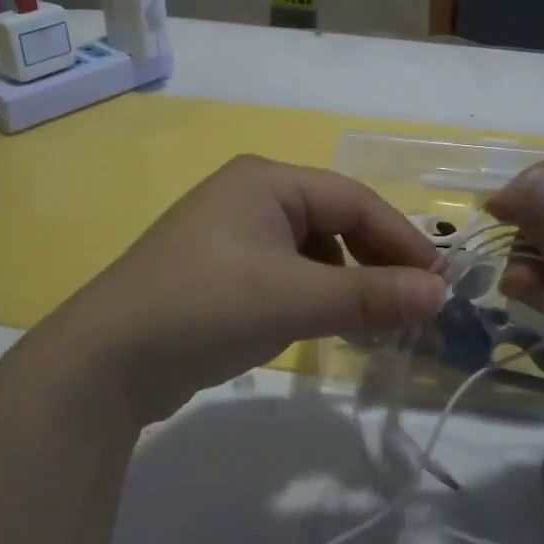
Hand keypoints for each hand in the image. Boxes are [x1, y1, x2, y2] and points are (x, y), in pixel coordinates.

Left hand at [48, 156, 446, 426]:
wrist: (103, 363)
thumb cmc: (207, 307)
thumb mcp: (296, 299)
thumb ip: (371, 295)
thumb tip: (440, 293)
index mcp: (267, 180)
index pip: (354, 200)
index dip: (401, 239)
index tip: (439, 282)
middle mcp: (249, 195)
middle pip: (333, 220)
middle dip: (375, 260)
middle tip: (413, 303)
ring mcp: (228, 233)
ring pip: (309, 249)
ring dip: (346, 279)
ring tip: (372, 319)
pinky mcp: (216, 271)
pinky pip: (282, 272)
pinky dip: (311, 293)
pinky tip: (321, 324)